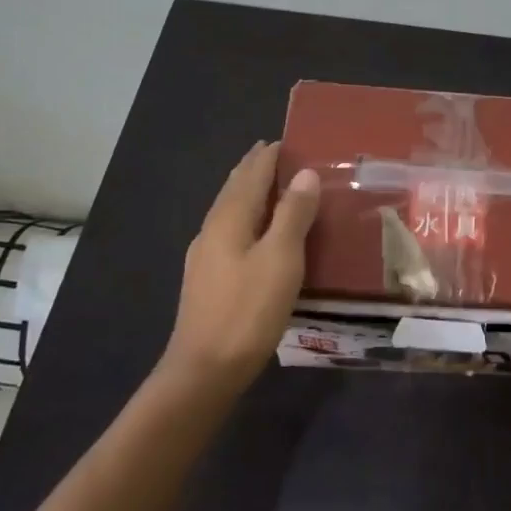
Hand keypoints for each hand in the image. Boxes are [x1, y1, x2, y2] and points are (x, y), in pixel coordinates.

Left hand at [163, 142, 320, 389]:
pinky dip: (247, 216)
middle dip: (255, 168)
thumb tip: (306, 173)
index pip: (251, 173)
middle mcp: (212, 229)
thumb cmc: (248, 310)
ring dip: (250, 191)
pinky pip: (230, 230)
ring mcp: (205, 255)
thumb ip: (293, 213)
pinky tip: (256, 231)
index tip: (288, 139)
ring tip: (272, 185)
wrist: (204, 371)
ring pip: (230, 209)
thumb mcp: (281, 258)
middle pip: (235, 187)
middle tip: (279, 153)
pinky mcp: (208, 278)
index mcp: (230, 218)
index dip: (269, 155)